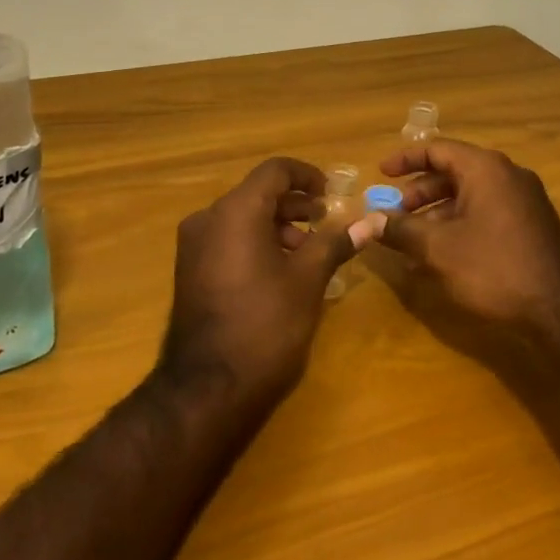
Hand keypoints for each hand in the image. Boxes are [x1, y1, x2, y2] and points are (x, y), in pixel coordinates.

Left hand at [159, 158, 367, 411]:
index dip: (307, 175)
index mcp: (235, 211)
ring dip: (277, 226)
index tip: (332, 195)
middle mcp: (208, 218)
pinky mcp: (189, 270)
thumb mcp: (307, 281)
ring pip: (241, 218)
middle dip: (295, 205)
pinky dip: (255, 242)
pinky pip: (227, 240)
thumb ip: (335, 243)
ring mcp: (193, 245)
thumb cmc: (265, 325)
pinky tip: (280, 272)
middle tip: (325, 225)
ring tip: (307, 253)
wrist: (208, 388)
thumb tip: (370, 222)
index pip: (274, 171)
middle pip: (257, 193)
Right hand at [360, 138, 559, 371]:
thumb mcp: (438, 249)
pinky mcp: (531, 227)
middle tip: (393, 214)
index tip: (381, 173)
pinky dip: (459, 226)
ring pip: (468, 197)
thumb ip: (400, 230)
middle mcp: (506, 176)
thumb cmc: (495, 269)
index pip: (437, 148)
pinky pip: (485, 214)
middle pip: (452, 173)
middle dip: (418, 194)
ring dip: (436, 215)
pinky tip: (441, 258)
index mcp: (485, 169)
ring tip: (411, 243)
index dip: (405, 159)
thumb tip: (367, 221)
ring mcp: (523, 201)